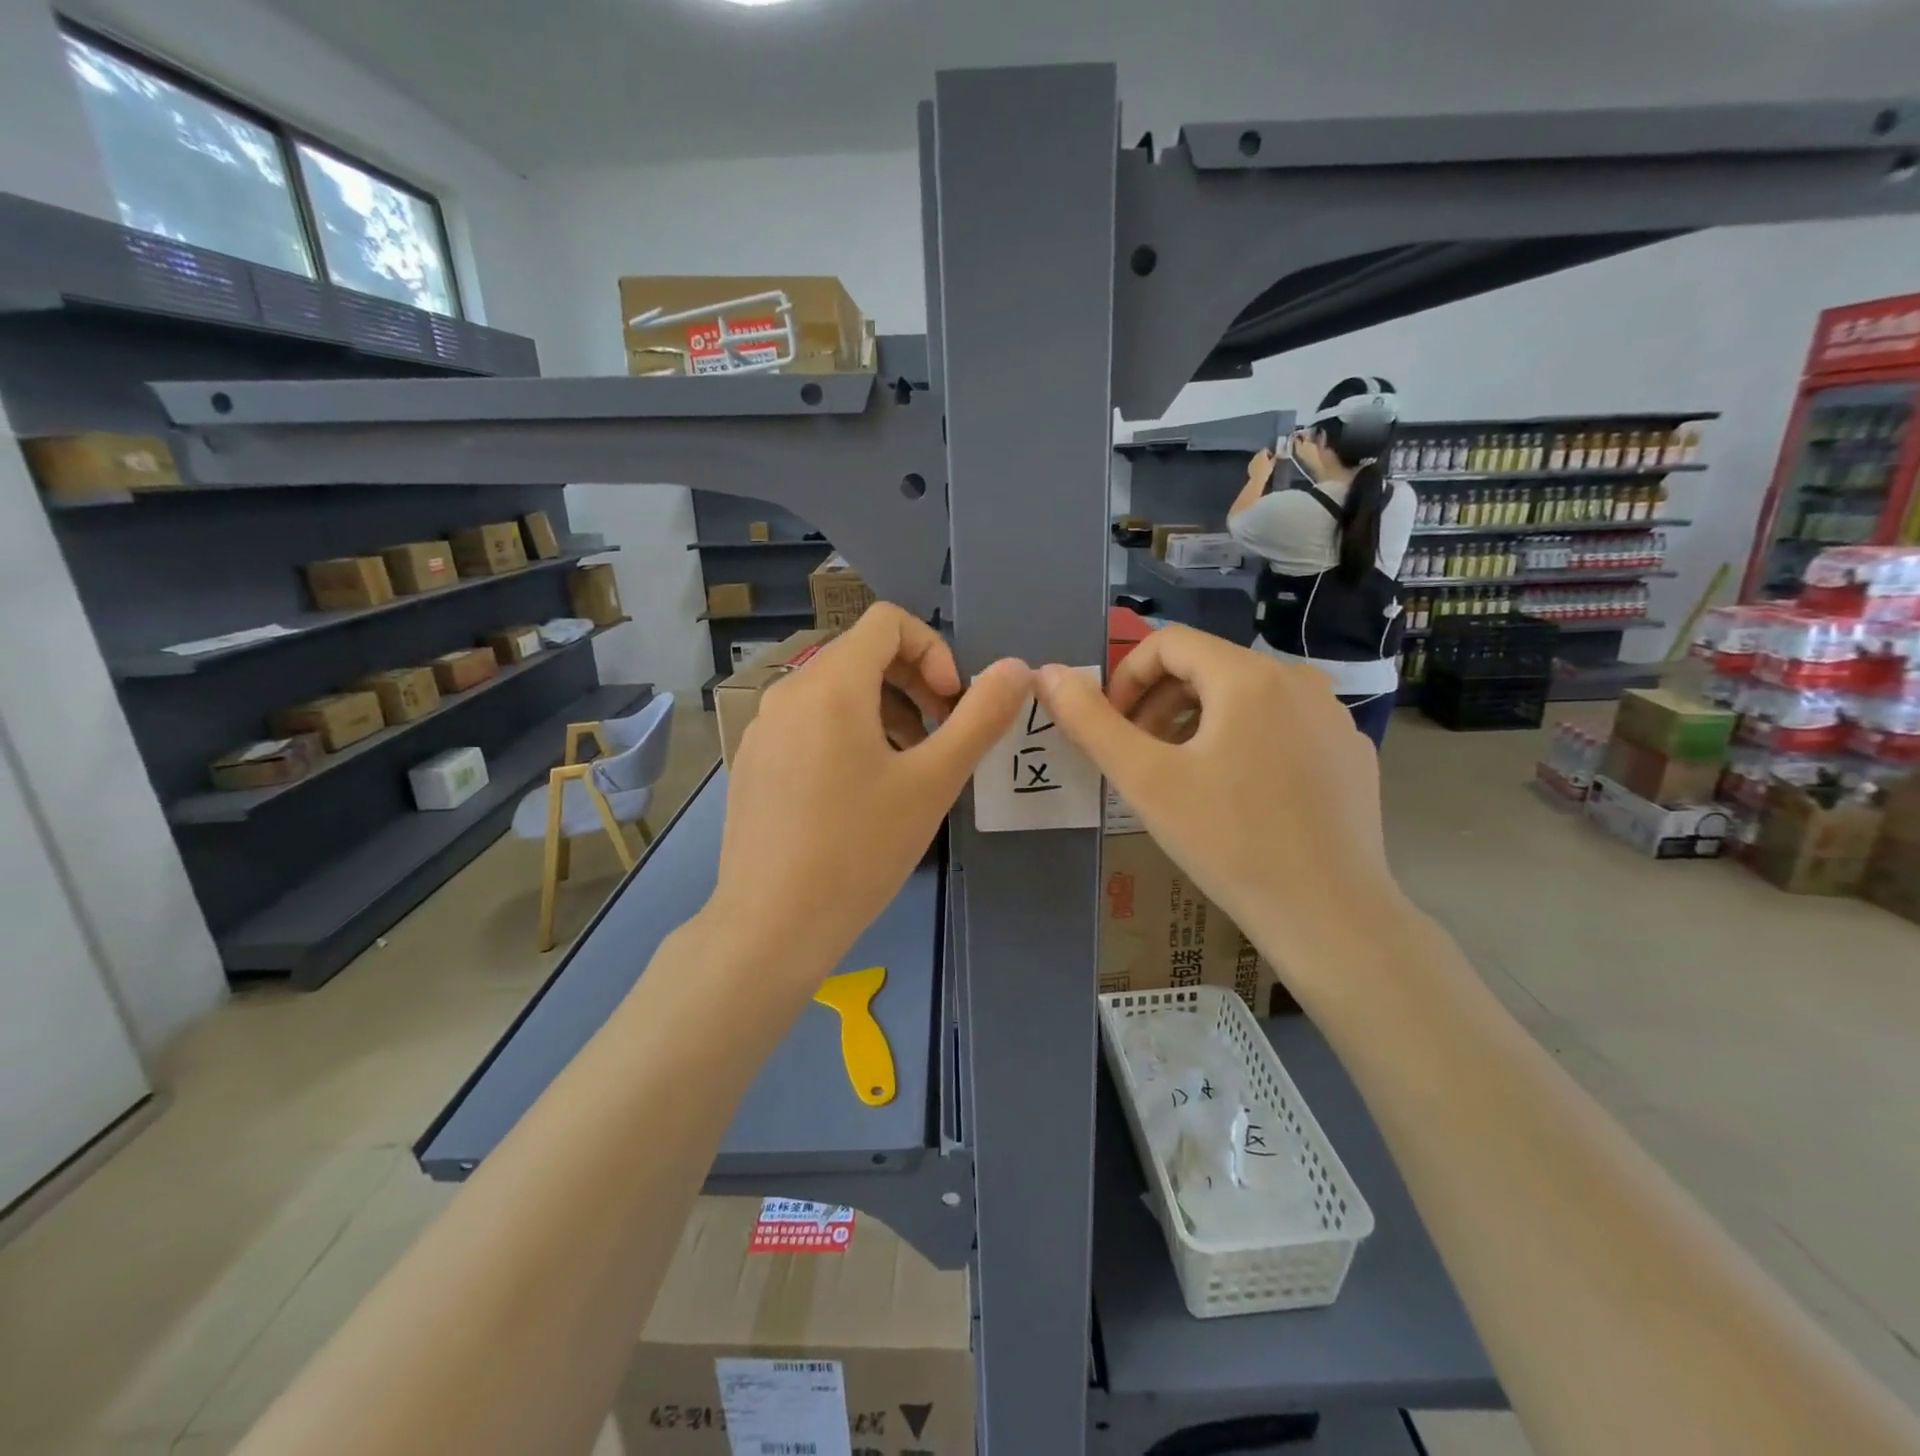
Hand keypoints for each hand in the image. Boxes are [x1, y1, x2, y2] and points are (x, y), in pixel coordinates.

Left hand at [711, 603, 1029, 991]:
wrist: (772, 926)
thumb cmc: (860, 850)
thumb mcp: (933, 782)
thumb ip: (980, 717)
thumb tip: (1017, 667)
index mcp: (831, 684)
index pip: (888, 622)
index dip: (934, 651)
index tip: (951, 704)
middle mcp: (789, 691)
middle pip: (862, 655)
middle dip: (914, 685)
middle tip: (939, 738)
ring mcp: (763, 727)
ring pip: (836, 692)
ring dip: (885, 712)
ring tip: (907, 771)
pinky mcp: (754, 761)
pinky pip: (809, 723)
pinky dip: (848, 735)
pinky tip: (861, 794)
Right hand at [1035, 626, 1400, 999]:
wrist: (1329, 914)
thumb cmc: (1228, 840)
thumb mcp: (1145, 779)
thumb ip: (1091, 721)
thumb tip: (1047, 673)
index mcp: (1248, 675)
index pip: (1170, 642)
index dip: (1127, 676)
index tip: (1112, 725)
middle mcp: (1298, 679)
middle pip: (1208, 668)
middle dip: (1160, 703)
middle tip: (1140, 757)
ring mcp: (1332, 716)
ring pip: (1246, 697)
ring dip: (1199, 723)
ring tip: (1183, 777)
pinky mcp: (1350, 751)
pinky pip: (1282, 725)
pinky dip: (1245, 742)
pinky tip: (1238, 796)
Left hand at [1246, 448, 1278, 491]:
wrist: (1257, 479)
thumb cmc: (1266, 471)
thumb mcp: (1272, 464)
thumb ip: (1274, 458)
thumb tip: (1276, 456)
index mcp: (1262, 454)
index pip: (1265, 450)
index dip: (1269, 453)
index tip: (1271, 457)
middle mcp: (1256, 456)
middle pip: (1260, 454)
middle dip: (1264, 456)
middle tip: (1268, 461)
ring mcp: (1252, 461)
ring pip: (1256, 458)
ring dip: (1260, 460)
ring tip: (1263, 465)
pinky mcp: (1249, 466)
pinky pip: (1253, 463)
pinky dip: (1256, 464)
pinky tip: (1258, 469)